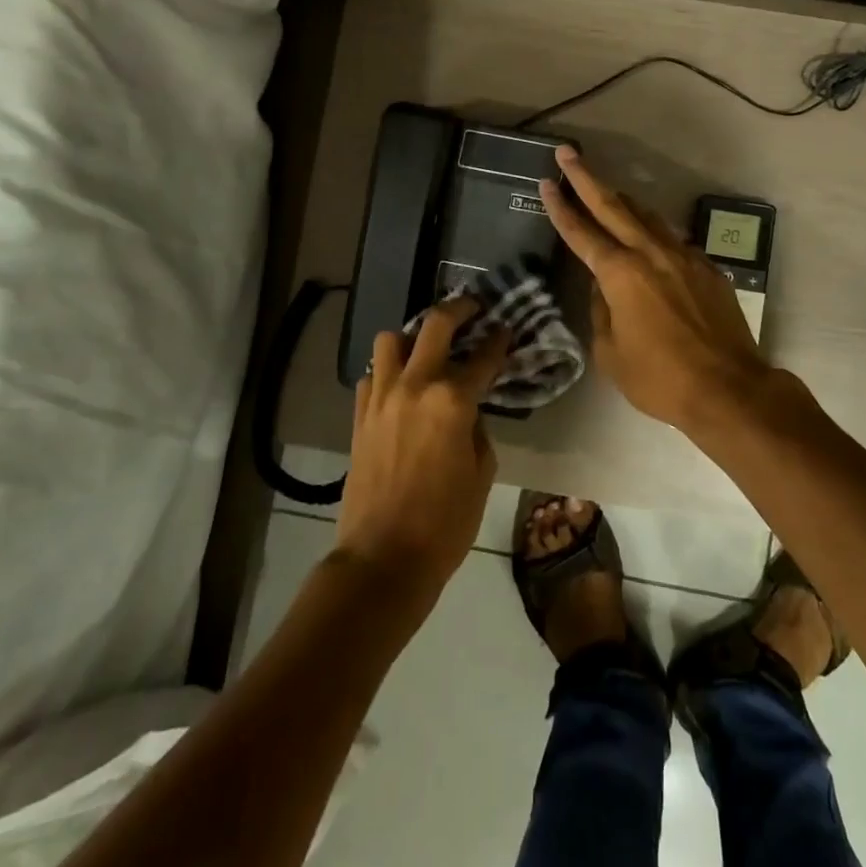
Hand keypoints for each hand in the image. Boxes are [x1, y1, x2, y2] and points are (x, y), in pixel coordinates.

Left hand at [334, 297, 509, 609]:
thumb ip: (478, 430)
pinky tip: (400, 386)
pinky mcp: (359, 415)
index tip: (506, 329)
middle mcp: (415, 386)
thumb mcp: (481, 474)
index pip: (483, 356)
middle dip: (459, 309)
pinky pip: (372, 375)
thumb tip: (469, 412)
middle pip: (435, 325)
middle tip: (473, 308)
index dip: (499, 340)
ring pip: (391, 340)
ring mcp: (382, 397)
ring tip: (427, 348)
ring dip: (412, 337)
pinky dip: (388, 371)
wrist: (383, 558)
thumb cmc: (445, 522)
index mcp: (453, 400)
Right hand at [540, 146, 773, 430]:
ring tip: (606, 190)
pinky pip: (672, 240)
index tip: (545, 182)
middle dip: (586, 178)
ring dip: (622, 201)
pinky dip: (653, 232)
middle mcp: (651, 254)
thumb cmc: (660, 378)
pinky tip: (648, 239)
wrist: (729, 388)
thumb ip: (601, 311)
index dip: (560, 207)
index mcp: (620, 274)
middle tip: (568, 153)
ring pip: (647, 217)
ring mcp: (683, 257)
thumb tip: (602, 287)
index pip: (581, 233)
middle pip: (614, 206)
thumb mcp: (611, 353)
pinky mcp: (707, 268)